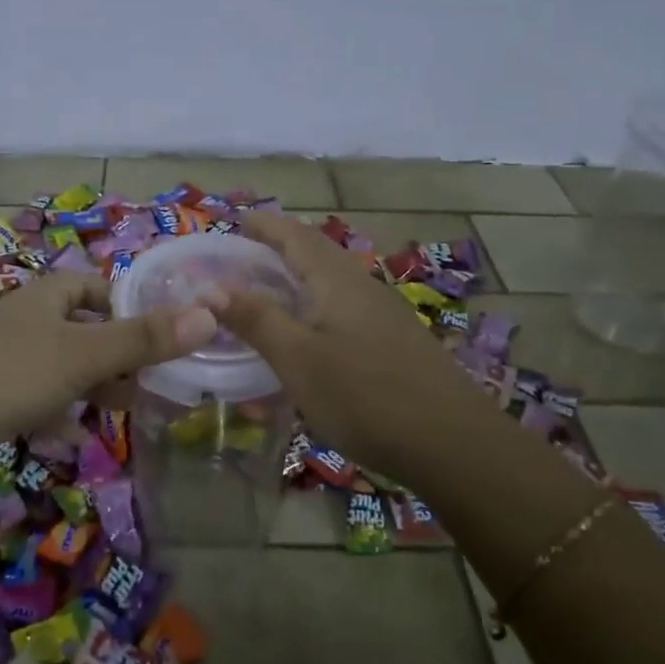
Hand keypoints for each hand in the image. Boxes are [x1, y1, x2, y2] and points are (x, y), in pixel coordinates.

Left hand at [0, 272, 217, 455]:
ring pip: (61, 364)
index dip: (129, 304)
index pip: (97, 286)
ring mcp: (4, 357)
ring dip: (93, 384)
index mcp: (46, 296)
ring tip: (126, 408)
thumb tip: (209, 314)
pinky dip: (60, 412)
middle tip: (153, 378)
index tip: (161, 332)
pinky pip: (37, 396)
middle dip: (117, 352)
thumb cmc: (12, 374)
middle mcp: (25, 319)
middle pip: (82, 326)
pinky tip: (77, 437)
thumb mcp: (85, 355)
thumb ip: (145, 339)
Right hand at [218, 212, 481, 477]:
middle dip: (279, 247)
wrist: (453, 444)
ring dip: (298, 277)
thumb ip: (256, 320)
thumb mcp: (298, 359)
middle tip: (243, 256)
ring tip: (268, 290)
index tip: (235, 220)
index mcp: (336, 280)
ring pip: (332, 281)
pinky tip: (308, 333)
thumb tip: (211, 288)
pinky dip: (315, 305)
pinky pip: (344, 307)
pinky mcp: (395, 341)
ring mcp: (384, 313)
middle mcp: (362, 285)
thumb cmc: (365, 396)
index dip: (264, 225)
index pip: (294, 235)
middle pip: (316, 252)